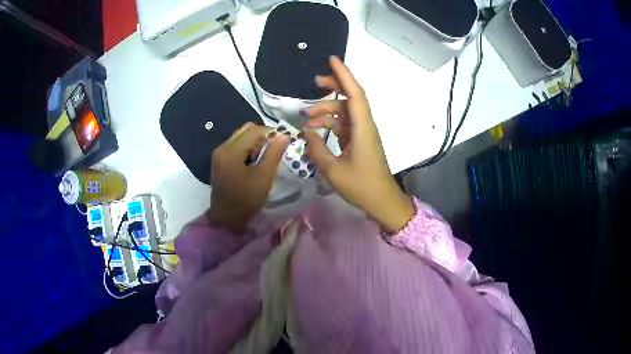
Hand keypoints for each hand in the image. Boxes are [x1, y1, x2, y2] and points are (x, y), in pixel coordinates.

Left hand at [207, 123, 289, 233]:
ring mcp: (219, 153)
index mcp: (231, 150)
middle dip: (262, 136)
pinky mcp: (219, 160)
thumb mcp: (264, 177)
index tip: (282, 143)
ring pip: (240, 137)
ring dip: (254, 142)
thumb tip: (284, 135)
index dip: (271, 133)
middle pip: (245, 130)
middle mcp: (222, 147)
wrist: (226, 218)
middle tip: (274, 150)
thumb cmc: (246, 199)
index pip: (254, 130)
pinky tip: (253, 162)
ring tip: (265, 157)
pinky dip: (247, 149)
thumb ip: (274, 154)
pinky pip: (235, 146)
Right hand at [303, 56, 413, 232]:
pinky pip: (343, 125)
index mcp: (362, 128)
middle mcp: (364, 125)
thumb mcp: (333, 170)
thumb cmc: (361, 186)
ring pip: (344, 112)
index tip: (332, 60)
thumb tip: (306, 131)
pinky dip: (329, 124)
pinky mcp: (359, 141)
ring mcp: (362, 133)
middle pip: (350, 97)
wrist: (381, 201)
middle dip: (333, 86)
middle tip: (314, 82)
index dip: (344, 75)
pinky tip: (314, 129)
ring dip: (326, 110)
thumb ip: (317, 148)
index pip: (354, 94)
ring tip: (307, 118)